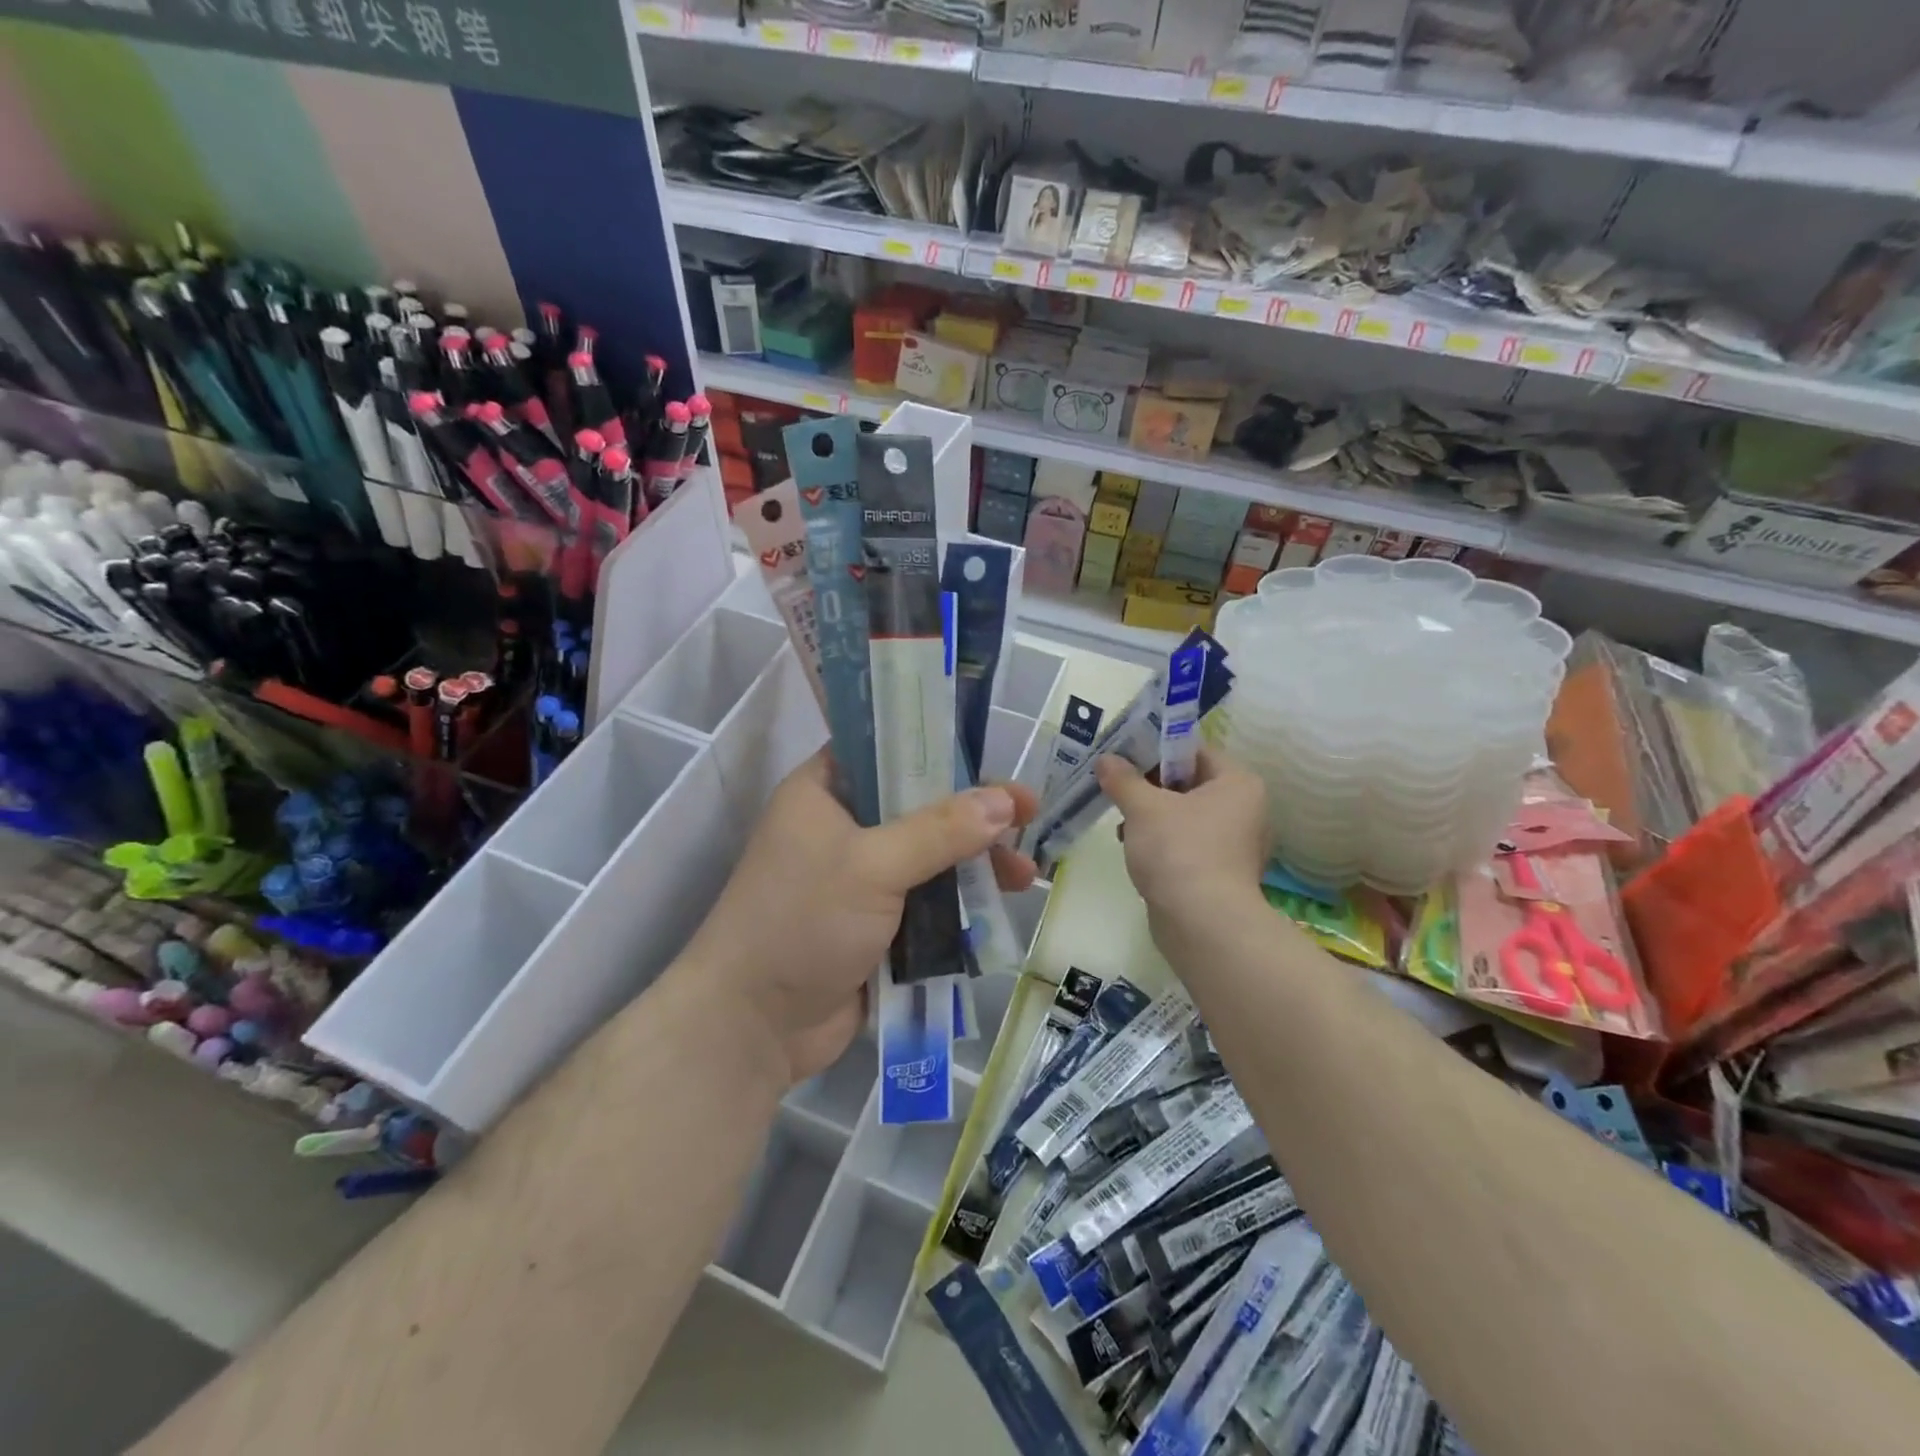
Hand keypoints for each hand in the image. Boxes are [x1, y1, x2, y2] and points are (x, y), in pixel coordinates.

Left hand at [682, 751, 1038, 1084]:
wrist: (753, 1026)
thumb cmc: (802, 922)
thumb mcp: (872, 865)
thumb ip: (940, 831)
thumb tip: (1005, 802)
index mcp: (824, 793)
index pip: (885, 751)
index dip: (938, 750)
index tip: (990, 759)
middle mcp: (843, 827)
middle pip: (919, 806)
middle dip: (973, 815)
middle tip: (1027, 816)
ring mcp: (860, 879)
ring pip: (930, 857)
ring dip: (975, 863)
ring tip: (1024, 875)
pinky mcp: (877, 924)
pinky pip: (928, 901)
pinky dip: (961, 903)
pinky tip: (1000, 906)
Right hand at [1095, 747, 1269, 957]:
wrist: (1203, 925)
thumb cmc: (1179, 851)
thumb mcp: (1144, 807)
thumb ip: (1123, 779)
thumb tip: (1106, 759)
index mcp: (1238, 783)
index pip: (1194, 751)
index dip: (1155, 749)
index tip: (1122, 757)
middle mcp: (1245, 810)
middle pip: (1188, 783)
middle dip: (1148, 787)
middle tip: (1116, 789)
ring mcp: (1235, 845)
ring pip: (1184, 816)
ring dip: (1151, 817)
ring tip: (1122, 826)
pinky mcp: (1221, 874)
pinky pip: (1186, 844)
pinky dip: (1162, 843)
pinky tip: (1135, 851)